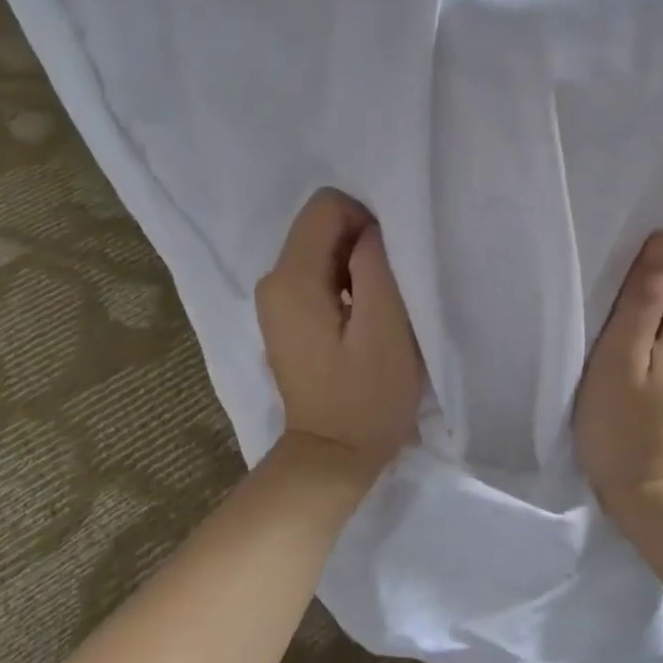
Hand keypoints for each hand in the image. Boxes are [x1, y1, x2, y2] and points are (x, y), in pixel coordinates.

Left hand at [256, 189, 423, 483]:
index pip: (326, 206)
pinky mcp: (285, 319)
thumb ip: (376, 264)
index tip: (389, 265)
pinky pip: (317, 277)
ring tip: (378, 310)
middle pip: (321, 227)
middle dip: (361, 245)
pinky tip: (362, 321)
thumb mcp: (386, 325)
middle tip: (388, 291)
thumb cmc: (367, 395)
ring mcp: (275, 302)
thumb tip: (370, 229)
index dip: (366, 221)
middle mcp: (272, 280)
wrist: (333, 456)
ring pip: (321, 251)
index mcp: (292, 278)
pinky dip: (344, 285)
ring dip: (355, 268)